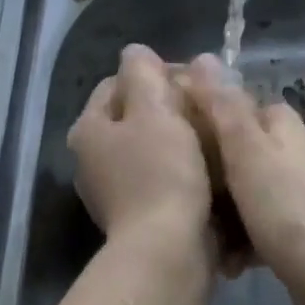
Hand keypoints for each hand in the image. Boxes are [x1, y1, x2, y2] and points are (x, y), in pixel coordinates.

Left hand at [69, 44, 213, 257]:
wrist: (168, 252)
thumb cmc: (162, 173)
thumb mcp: (155, 111)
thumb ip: (143, 73)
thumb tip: (135, 52)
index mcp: (89, 129)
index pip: (118, 83)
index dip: (157, 74)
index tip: (195, 81)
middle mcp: (92, 158)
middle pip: (135, 115)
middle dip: (172, 106)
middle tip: (208, 106)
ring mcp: (113, 189)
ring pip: (151, 146)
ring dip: (180, 137)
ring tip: (216, 135)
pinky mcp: (138, 214)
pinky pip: (161, 176)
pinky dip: (182, 168)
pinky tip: (210, 168)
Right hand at [184, 55, 304, 304]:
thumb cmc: (286, 209)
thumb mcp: (247, 151)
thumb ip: (222, 106)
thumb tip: (202, 57)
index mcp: (279, 123)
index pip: (227, 105)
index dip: (194, 119)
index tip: (165, 141)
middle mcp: (289, 149)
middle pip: (230, 151)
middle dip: (204, 177)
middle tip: (181, 197)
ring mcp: (294, 188)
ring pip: (237, 190)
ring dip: (218, 214)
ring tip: (204, 237)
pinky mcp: (294, 225)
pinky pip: (253, 221)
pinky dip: (239, 238)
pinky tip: (228, 261)